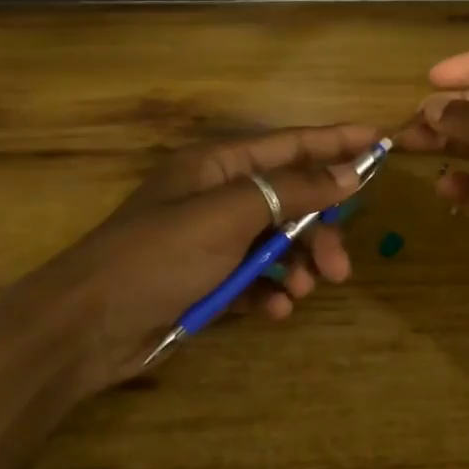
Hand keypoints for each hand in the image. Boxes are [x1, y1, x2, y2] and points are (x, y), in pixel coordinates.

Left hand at [0, 123, 378, 396]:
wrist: (89, 326)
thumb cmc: (158, 255)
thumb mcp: (229, 215)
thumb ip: (291, 190)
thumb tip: (349, 173)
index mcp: (218, 165)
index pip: (289, 144)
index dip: (335, 143)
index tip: (380, 142)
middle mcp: (219, 196)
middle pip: (291, 200)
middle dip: (318, 230)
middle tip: (340, 266)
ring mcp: (213, 240)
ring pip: (278, 243)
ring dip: (297, 266)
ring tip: (303, 292)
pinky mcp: (209, 280)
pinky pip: (256, 278)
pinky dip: (270, 292)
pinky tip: (273, 310)